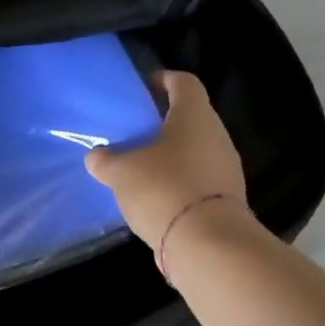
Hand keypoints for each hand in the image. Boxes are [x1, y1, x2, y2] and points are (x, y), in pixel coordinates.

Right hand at [84, 71, 247, 246]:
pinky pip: (198, 179)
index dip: (163, 79)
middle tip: (134, 131)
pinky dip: (178, 182)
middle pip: (191, 117)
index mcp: (194, 117)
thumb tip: (98, 156)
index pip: (184, 82)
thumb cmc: (163, 189)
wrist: (208, 246)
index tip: (144, 87)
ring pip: (195, 150)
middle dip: (163, 122)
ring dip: (171, 155)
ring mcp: (226, 169)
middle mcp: (216, 136)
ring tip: (140, 167)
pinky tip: (155, 197)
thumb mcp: (121, 172)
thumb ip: (106, 160)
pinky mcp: (226, 200)